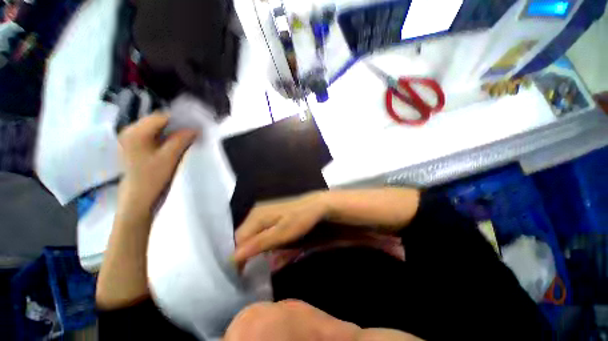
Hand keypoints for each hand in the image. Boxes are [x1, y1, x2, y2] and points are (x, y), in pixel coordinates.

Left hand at [118, 113, 196, 210]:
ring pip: (156, 129)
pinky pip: (152, 136)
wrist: (138, 197)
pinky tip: (174, 144)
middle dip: (176, 126)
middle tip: (192, 133)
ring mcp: (131, 139)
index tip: (194, 126)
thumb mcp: (169, 157)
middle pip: (157, 122)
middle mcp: (130, 131)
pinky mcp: (134, 146)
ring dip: (171, 132)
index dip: (179, 120)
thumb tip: (195, 128)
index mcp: (135, 132)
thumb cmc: (152, 177)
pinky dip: (165, 138)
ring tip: (185, 138)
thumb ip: (181, 140)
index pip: (161, 117)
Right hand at [233, 192, 327, 266]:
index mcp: (256, 216)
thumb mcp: (281, 233)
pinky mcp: (272, 218)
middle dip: (245, 255)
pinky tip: (269, 253)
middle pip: (244, 238)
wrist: (316, 206)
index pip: (237, 239)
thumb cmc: (300, 219)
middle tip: (248, 273)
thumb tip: (233, 257)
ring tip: (257, 266)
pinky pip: (262, 234)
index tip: (240, 275)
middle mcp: (257, 214)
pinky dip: (264, 245)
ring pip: (253, 237)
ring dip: (255, 251)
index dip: (237, 257)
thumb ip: (259, 243)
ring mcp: (264, 215)